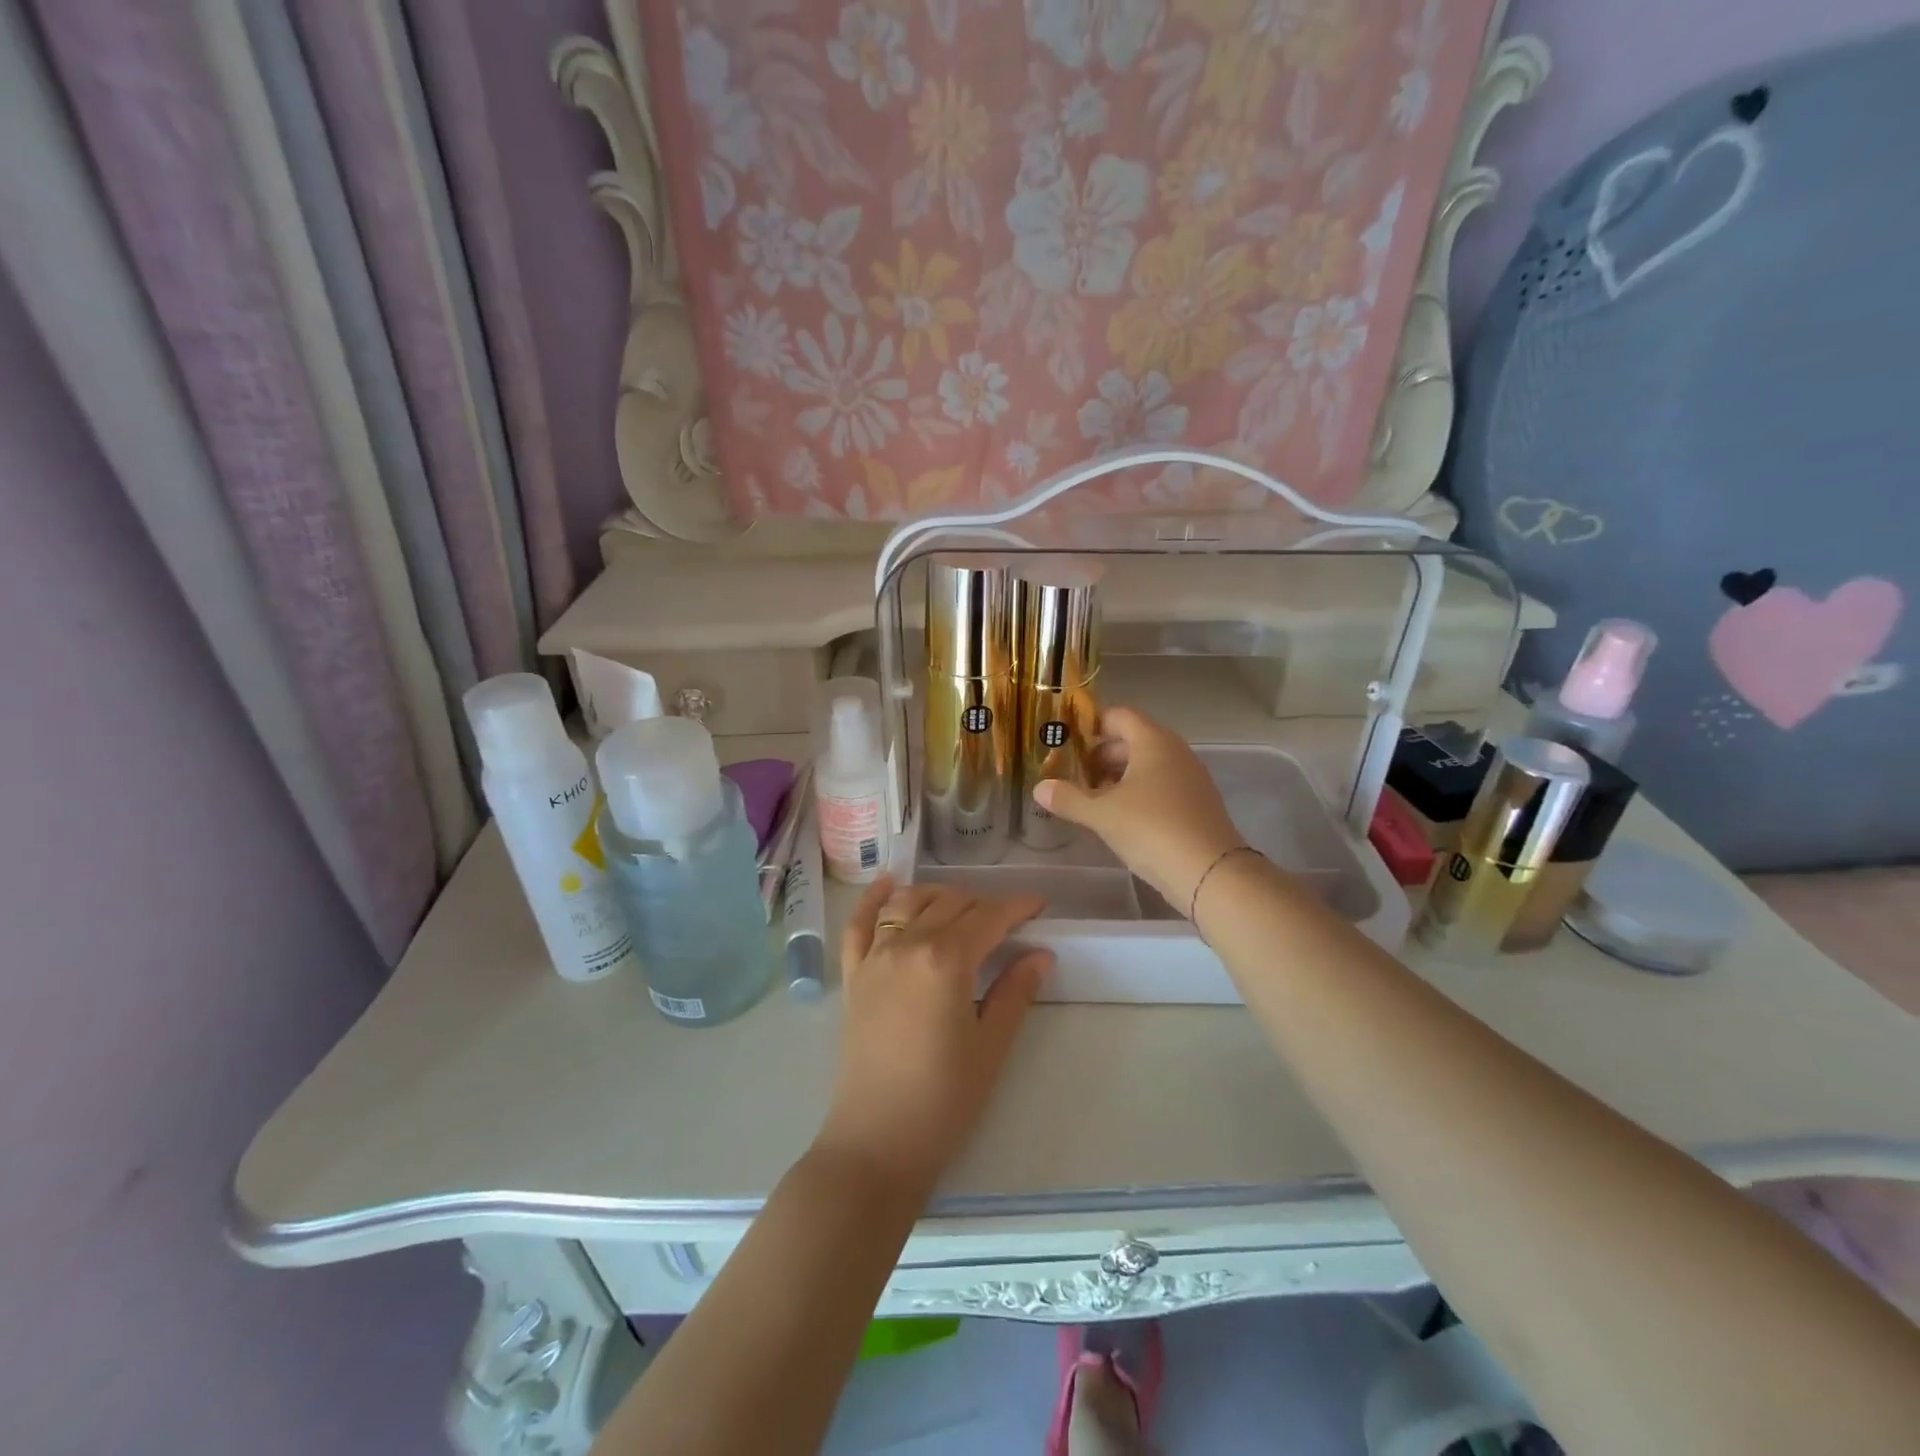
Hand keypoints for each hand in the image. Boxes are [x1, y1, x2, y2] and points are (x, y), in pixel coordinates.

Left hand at [815, 876, 1052, 1202]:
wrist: (876, 1142)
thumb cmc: (944, 1099)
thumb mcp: (991, 1046)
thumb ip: (1015, 992)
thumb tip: (1040, 954)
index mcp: (946, 960)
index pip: (988, 916)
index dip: (1017, 906)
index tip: (1039, 905)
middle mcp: (907, 944)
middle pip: (950, 903)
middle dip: (983, 904)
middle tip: (1007, 923)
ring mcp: (874, 957)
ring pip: (908, 902)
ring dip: (938, 896)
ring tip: (961, 908)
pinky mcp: (853, 975)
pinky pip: (859, 924)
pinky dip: (873, 898)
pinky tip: (888, 883)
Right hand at [1035, 706, 1243, 913]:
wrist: (1210, 872)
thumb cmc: (1151, 829)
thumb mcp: (1101, 814)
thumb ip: (1069, 798)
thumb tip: (1039, 788)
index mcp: (1153, 741)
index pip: (1119, 716)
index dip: (1092, 724)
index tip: (1067, 741)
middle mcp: (1175, 751)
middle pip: (1132, 741)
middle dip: (1101, 755)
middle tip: (1072, 774)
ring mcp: (1190, 778)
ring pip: (1147, 766)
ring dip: (1118, 777)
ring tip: (1090, 798)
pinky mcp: (1197, 804)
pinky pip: (1161, 786)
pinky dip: (1138, 794)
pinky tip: (1119, 818)